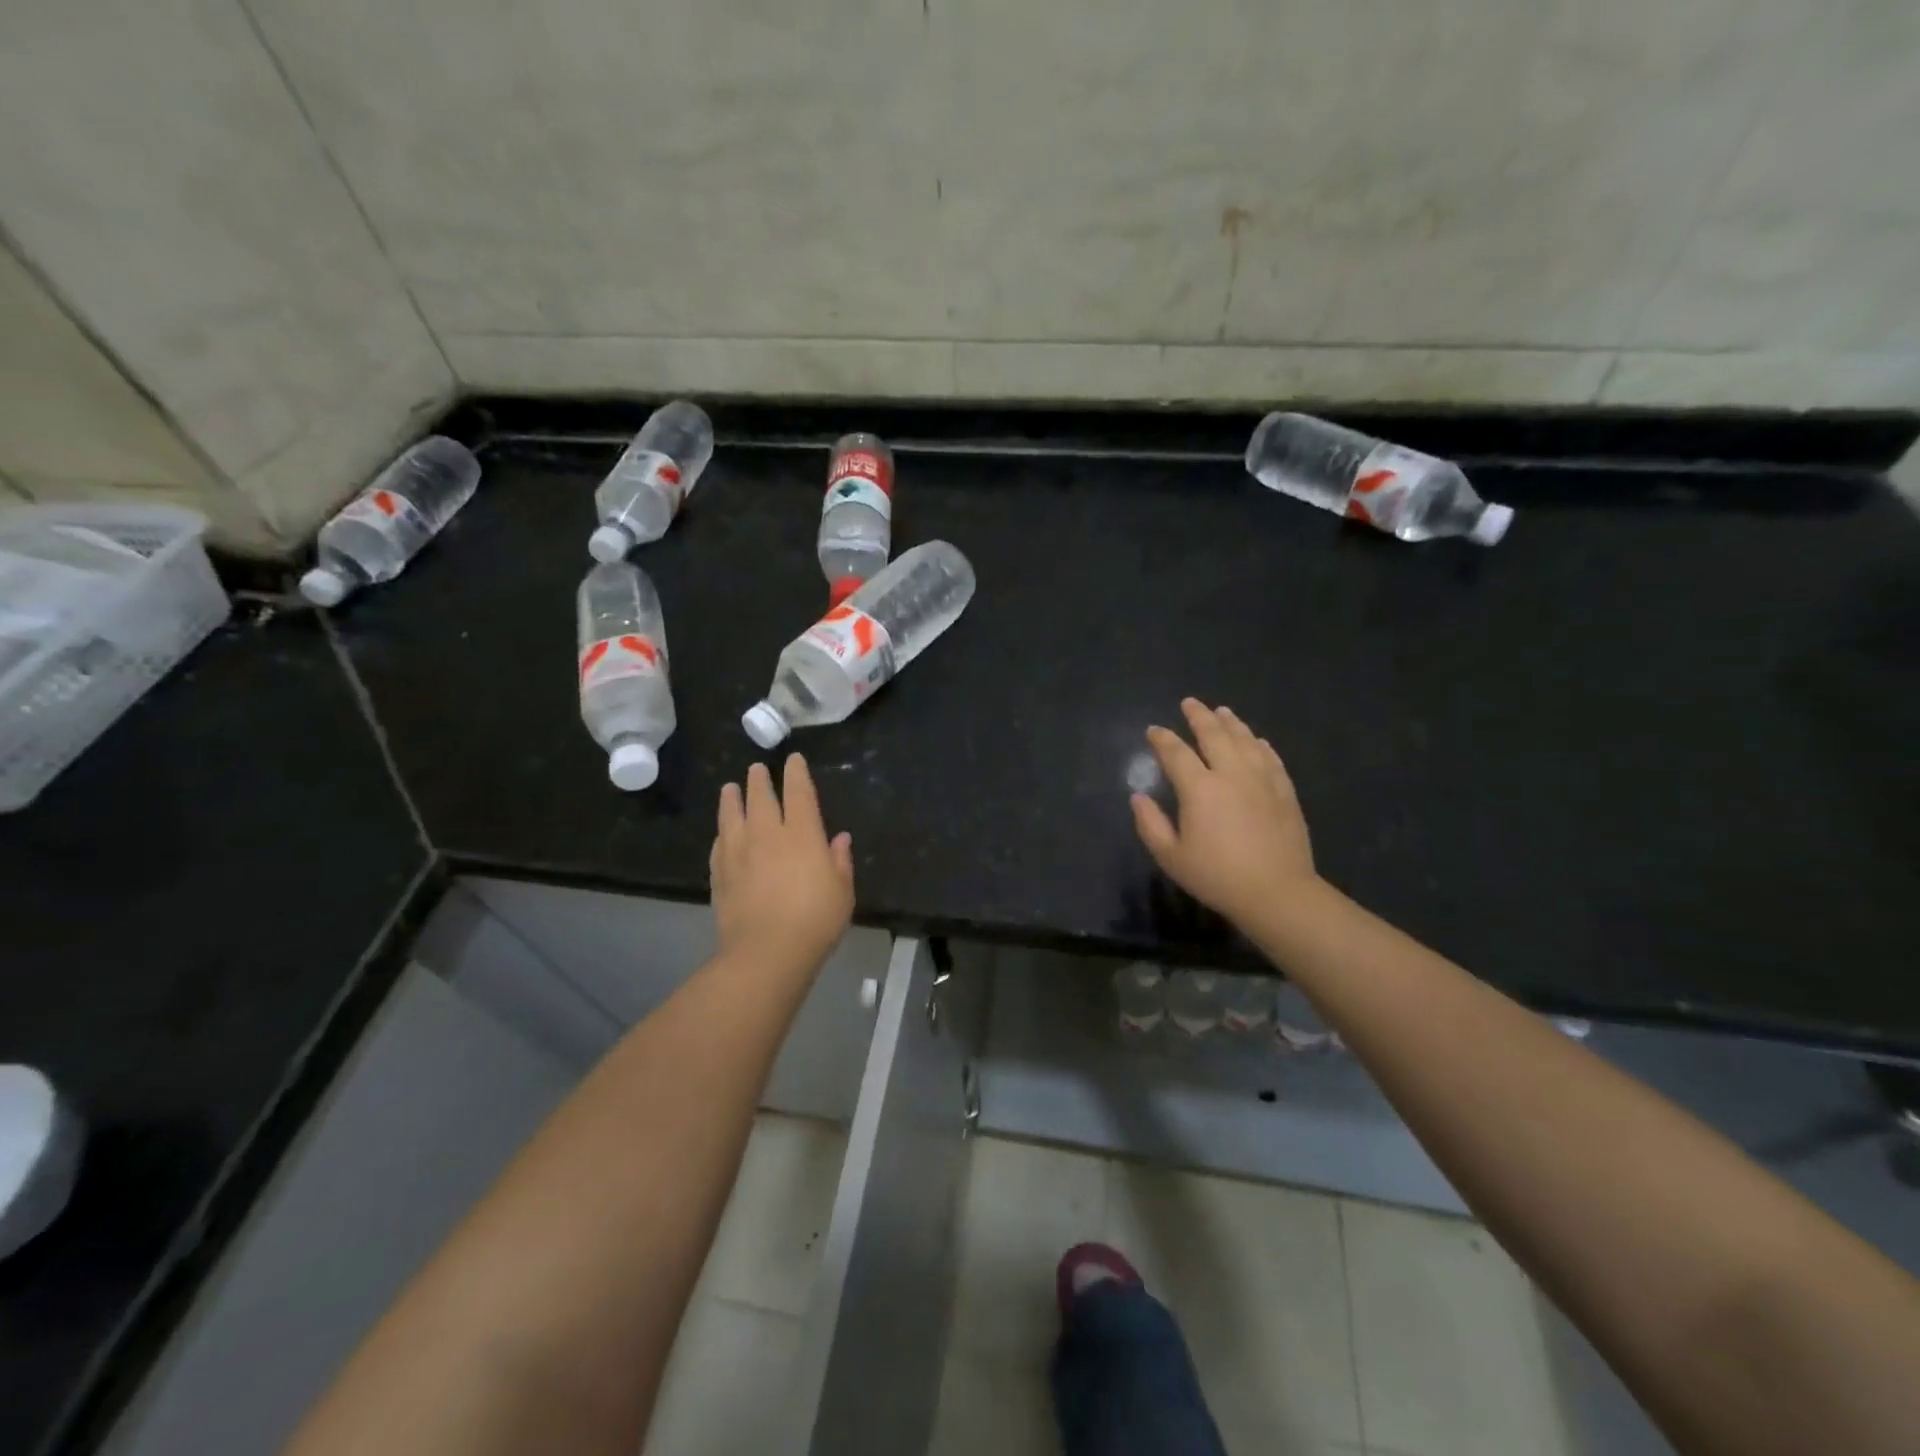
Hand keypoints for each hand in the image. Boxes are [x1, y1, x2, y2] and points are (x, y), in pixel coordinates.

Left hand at [710, 755, 854, 977]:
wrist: (767, 952)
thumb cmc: (815, 920)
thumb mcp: (842, 891)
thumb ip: (839, 861)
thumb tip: (839, 839)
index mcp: (802, 834)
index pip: (799, 792)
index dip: (796, 773)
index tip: (793, 759)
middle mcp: (768, 834)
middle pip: (761, 797)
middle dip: (760, 779)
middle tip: (757, 768)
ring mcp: (739, 852)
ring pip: (732, 815)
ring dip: (732, 798)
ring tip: (730, 788)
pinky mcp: (720, 874)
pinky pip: (719, 845)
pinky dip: (722, 833)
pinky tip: (722, 833)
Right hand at [1131, 699, 1318, 930]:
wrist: (1277, 892)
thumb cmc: (1217, 876)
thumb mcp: (1171, 856)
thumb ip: (1150, 824)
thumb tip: (1138, 797)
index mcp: (1199, 788)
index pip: (1176, 753)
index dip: (1162, 739)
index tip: (1153, 730)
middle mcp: (1231, 774)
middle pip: (1214, 735)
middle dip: (1198, 716)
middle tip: (1189, 703)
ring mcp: (1262, 779)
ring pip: (1245, 740)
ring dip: (1231, 723)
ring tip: (1222, 711)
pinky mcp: (1285, 791)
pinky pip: (1271, 758)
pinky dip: (1260, 744)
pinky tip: (1257, 740)